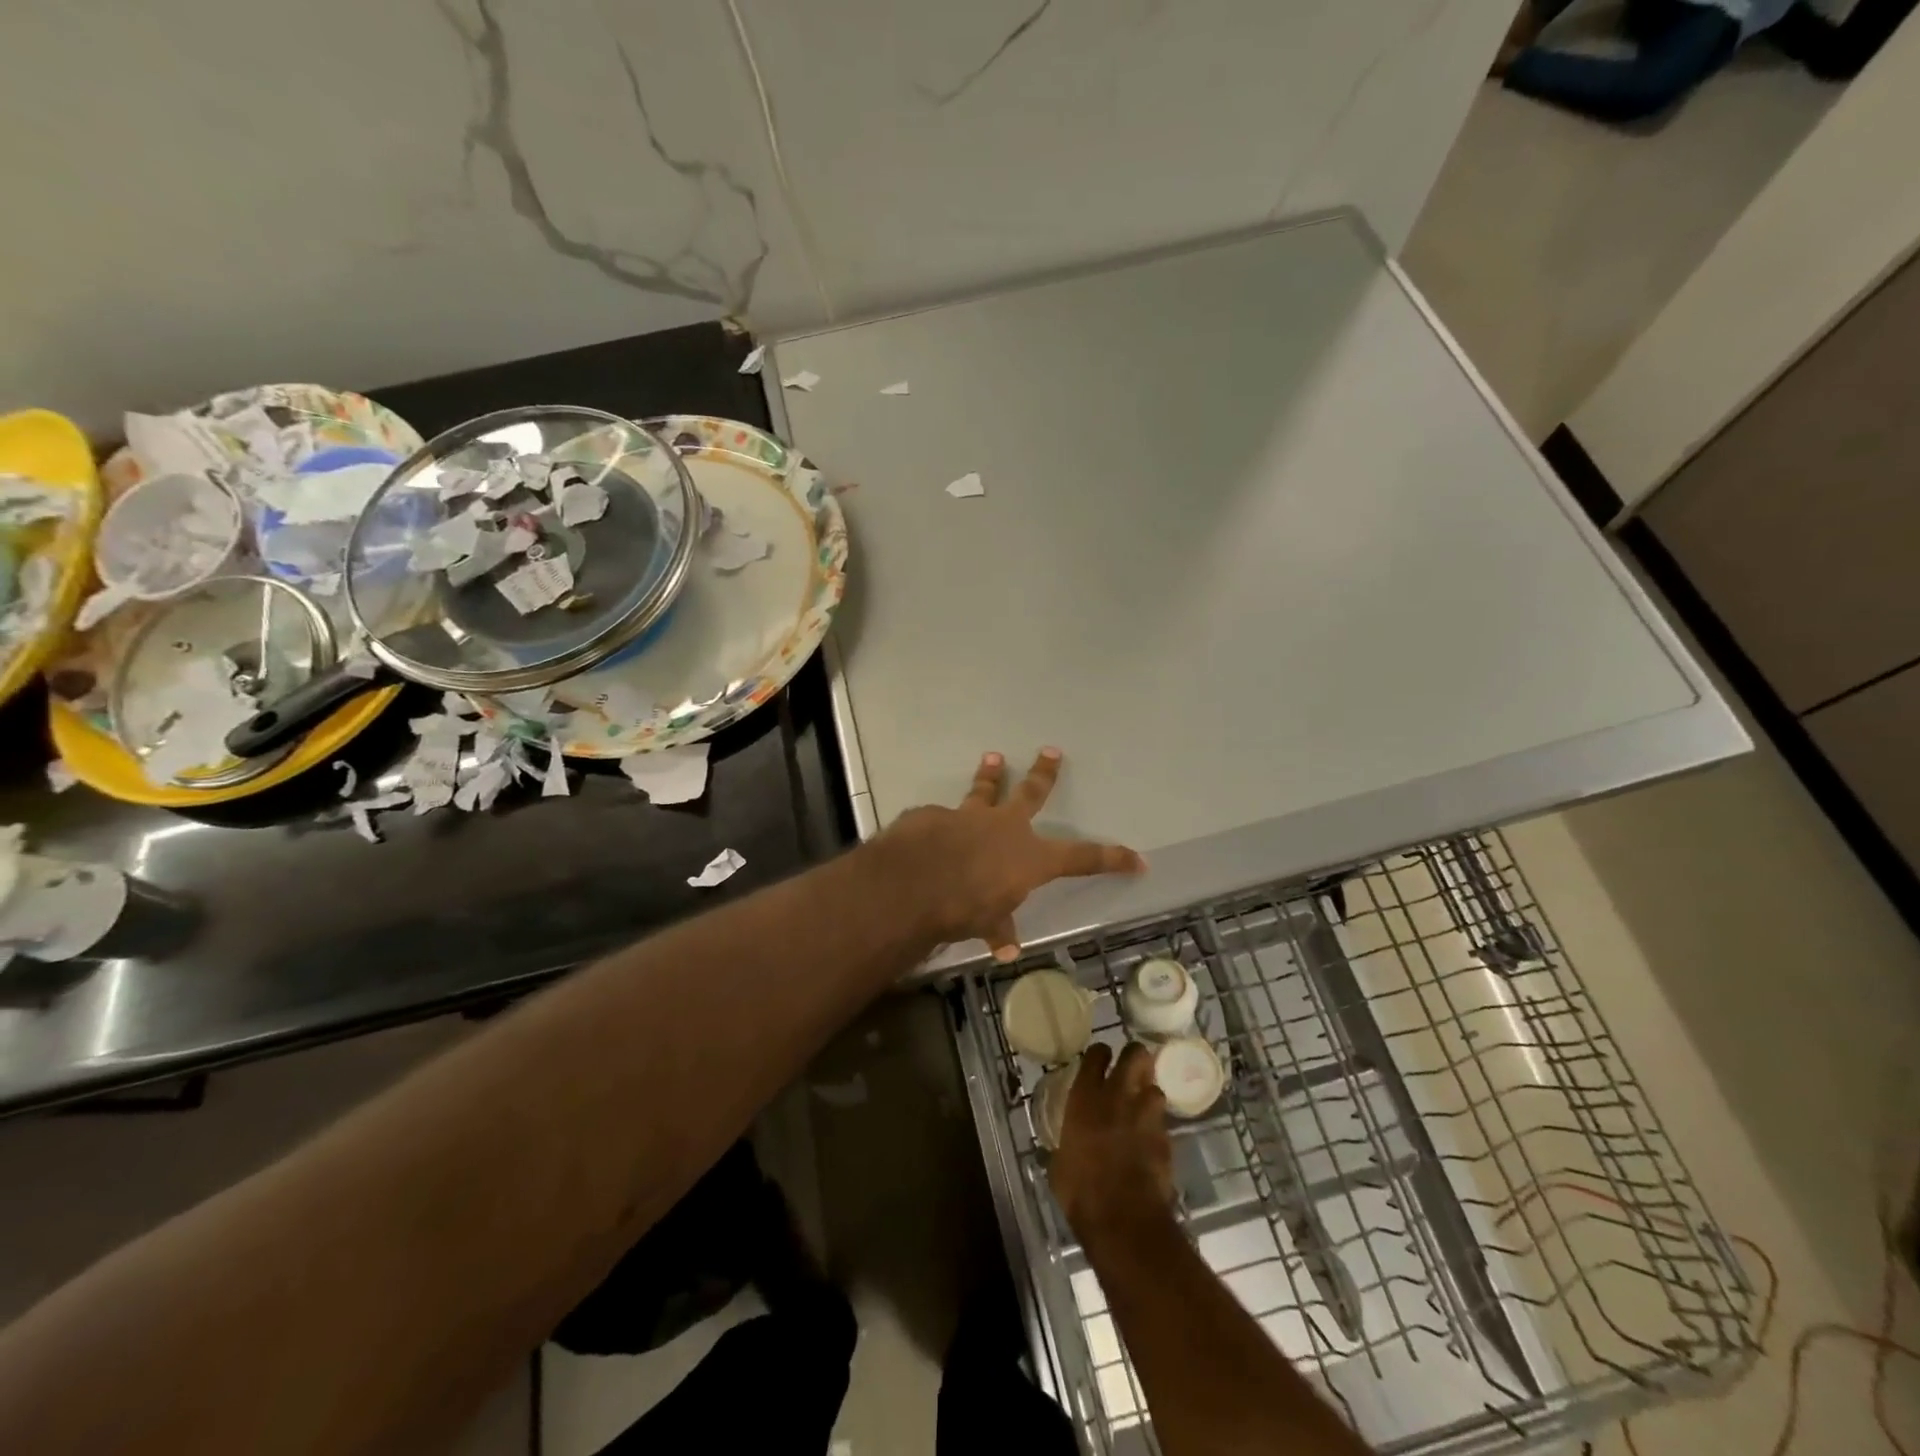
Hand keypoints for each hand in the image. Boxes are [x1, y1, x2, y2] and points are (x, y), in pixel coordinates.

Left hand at [882, 748, 1143, 961]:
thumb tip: (1006, 948)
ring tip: (993, 758)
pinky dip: (940, 824)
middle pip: (1032, 794)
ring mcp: (969, 816)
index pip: (1083, 858)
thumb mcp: (987, 923)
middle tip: (1050, 752)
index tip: (1137, 858)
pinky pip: (941, 818)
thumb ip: (998, 927)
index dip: (1111, 859)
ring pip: (984, 790)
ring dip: (990, 775)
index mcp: (1030, 857)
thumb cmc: (963, 907)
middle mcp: (1005, 828)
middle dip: (1044, 774)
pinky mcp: (935, 815)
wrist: (914, 881)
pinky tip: (930, 830)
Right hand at [1048, 1042, 1173, 1236]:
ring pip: (1155, 1087)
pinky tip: (1150, 1141)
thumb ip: (1067, 1144)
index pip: (1096, 1054)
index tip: (1101, 1058)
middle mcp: (1118, 1095)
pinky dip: (1157, 1127)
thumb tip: (1065, 1148)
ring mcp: (1146, 1115)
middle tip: (1130, 1069)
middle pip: (1135, 1054)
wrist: (1123, 1218)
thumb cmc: (1080, 1190)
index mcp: (1086, 1097)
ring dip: (1149, 1095)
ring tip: (1142, 1108)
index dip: (1100, 1053)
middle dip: (1135, 1057)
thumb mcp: (1060, 1163)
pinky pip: (1163, 1122)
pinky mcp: (1166, 1137)